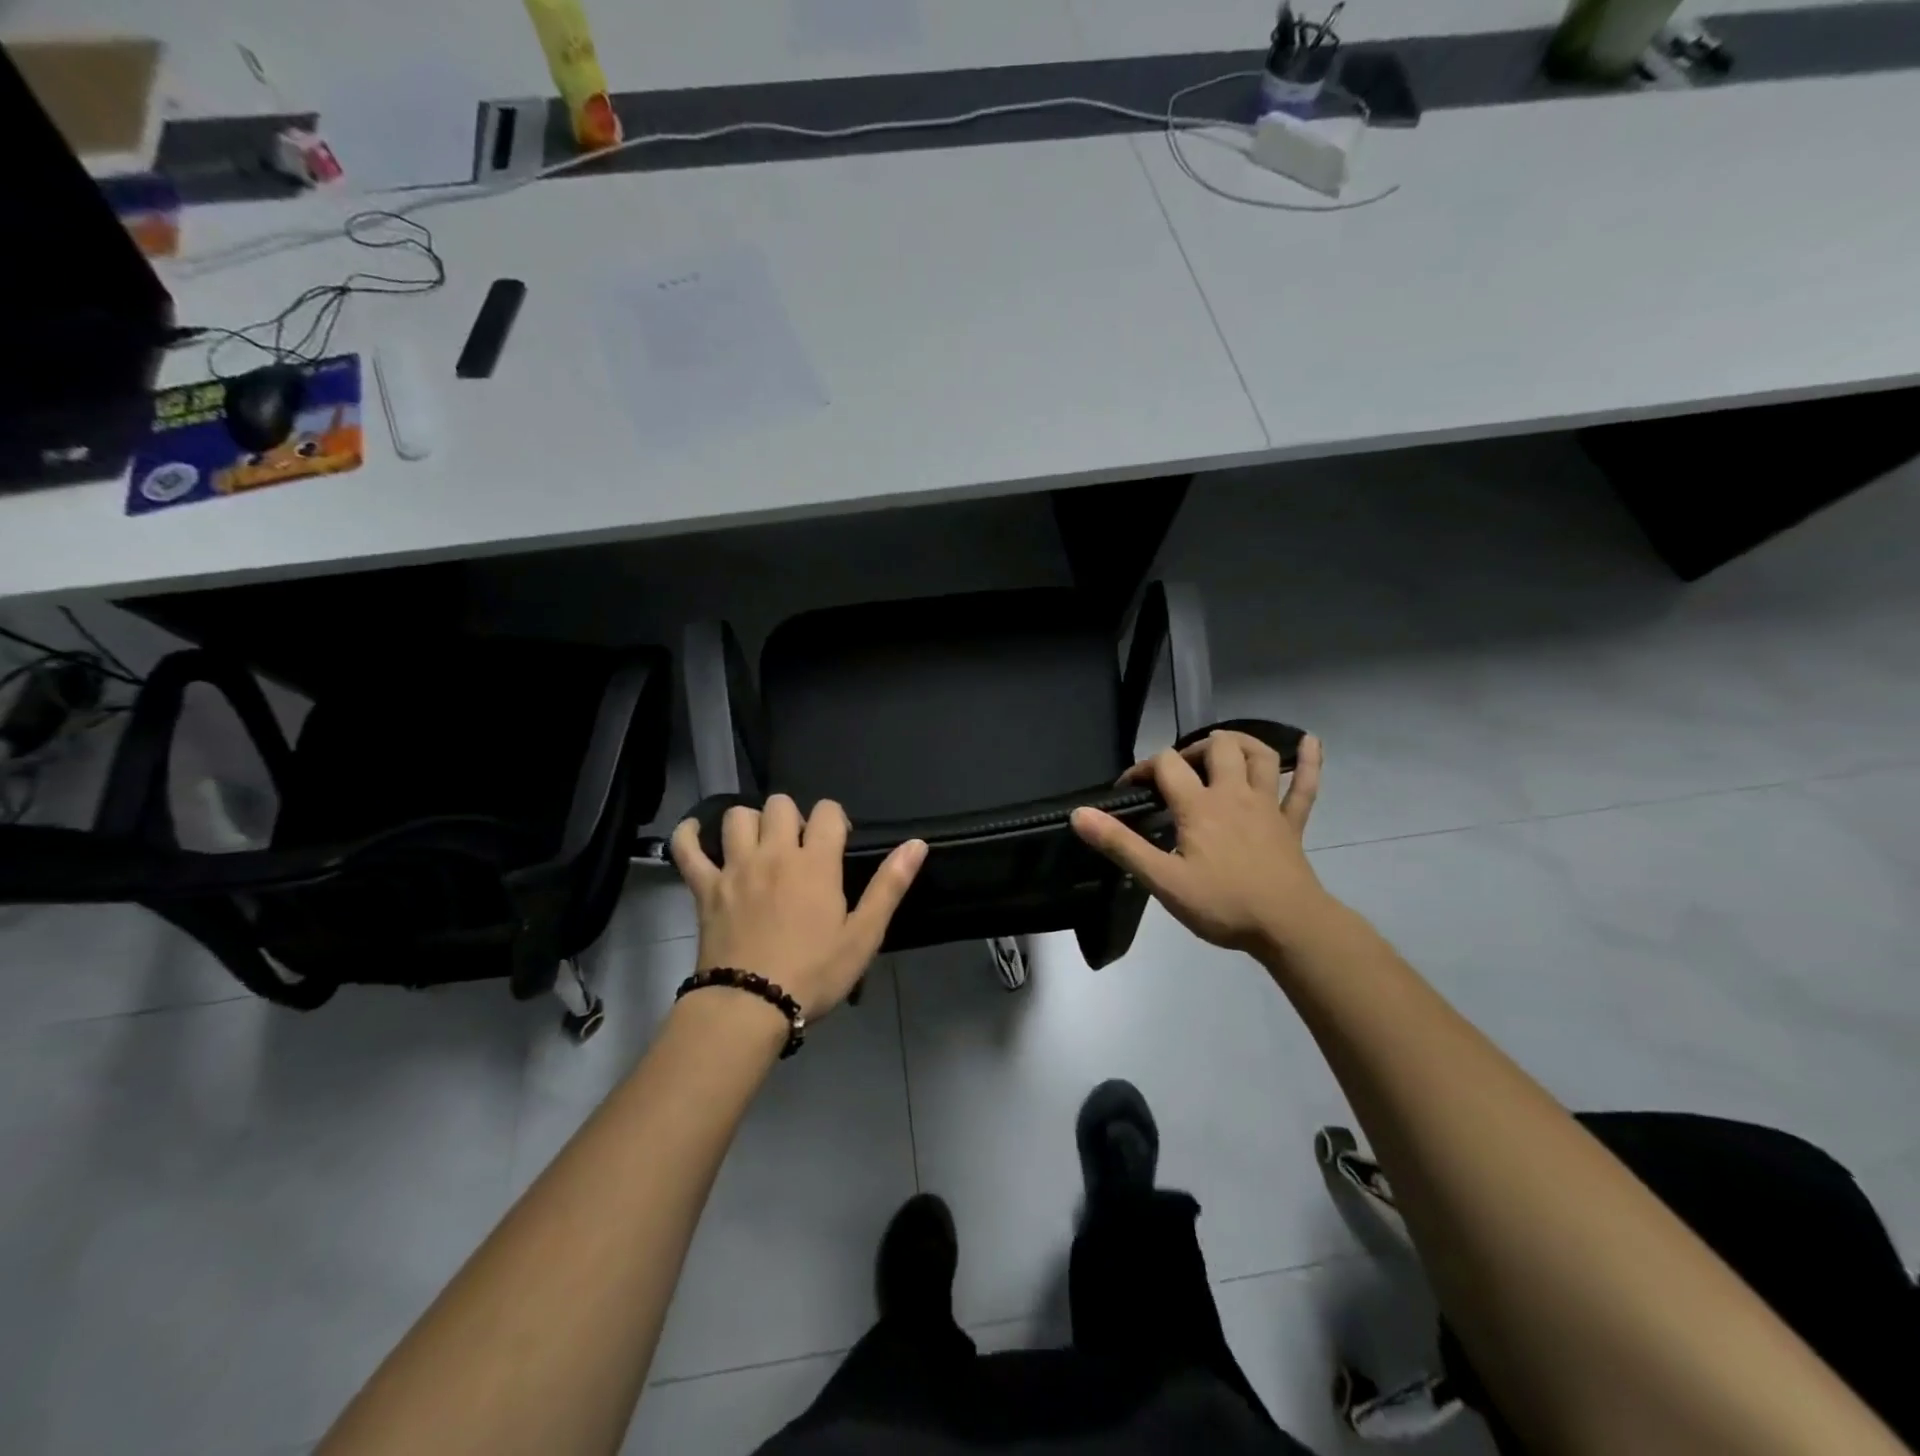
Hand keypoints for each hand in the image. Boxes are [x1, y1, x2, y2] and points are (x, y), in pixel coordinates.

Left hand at [671, 796, 926, 1019]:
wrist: (750, 1006)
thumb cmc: (814, 973)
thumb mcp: (863, 934)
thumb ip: (890, 885)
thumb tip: (917, 843)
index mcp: (815, 863)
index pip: (827, 811)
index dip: (835, 819)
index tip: (837, 844)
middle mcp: (773, 853)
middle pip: (780, 805)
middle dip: (793, 818)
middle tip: (798, 849)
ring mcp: (734, 868)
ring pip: (737, 816)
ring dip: (750, 823)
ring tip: (759, 846)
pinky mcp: (704, 888)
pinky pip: (686, 848)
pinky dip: (688, 836)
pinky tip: (695, 835)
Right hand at [1071, 731, 1327, 953]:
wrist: (1288, 927)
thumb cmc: (1222, 904)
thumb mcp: (1162, 879)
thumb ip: (1121, 845)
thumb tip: (1079, 814)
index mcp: (1199, 806)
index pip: (1166, 765)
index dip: (1143, 768)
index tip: (1129, 790)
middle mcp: (1234, 794)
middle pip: (1217, 748)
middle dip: (1193, 750)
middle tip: (1179, 773)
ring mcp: (1268, 806)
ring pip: (1260, 757)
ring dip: (1241, 744)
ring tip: (1224, 748)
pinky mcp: (1292, 824)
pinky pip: (1305, 787)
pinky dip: (1309, 762)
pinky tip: (1310, 742)